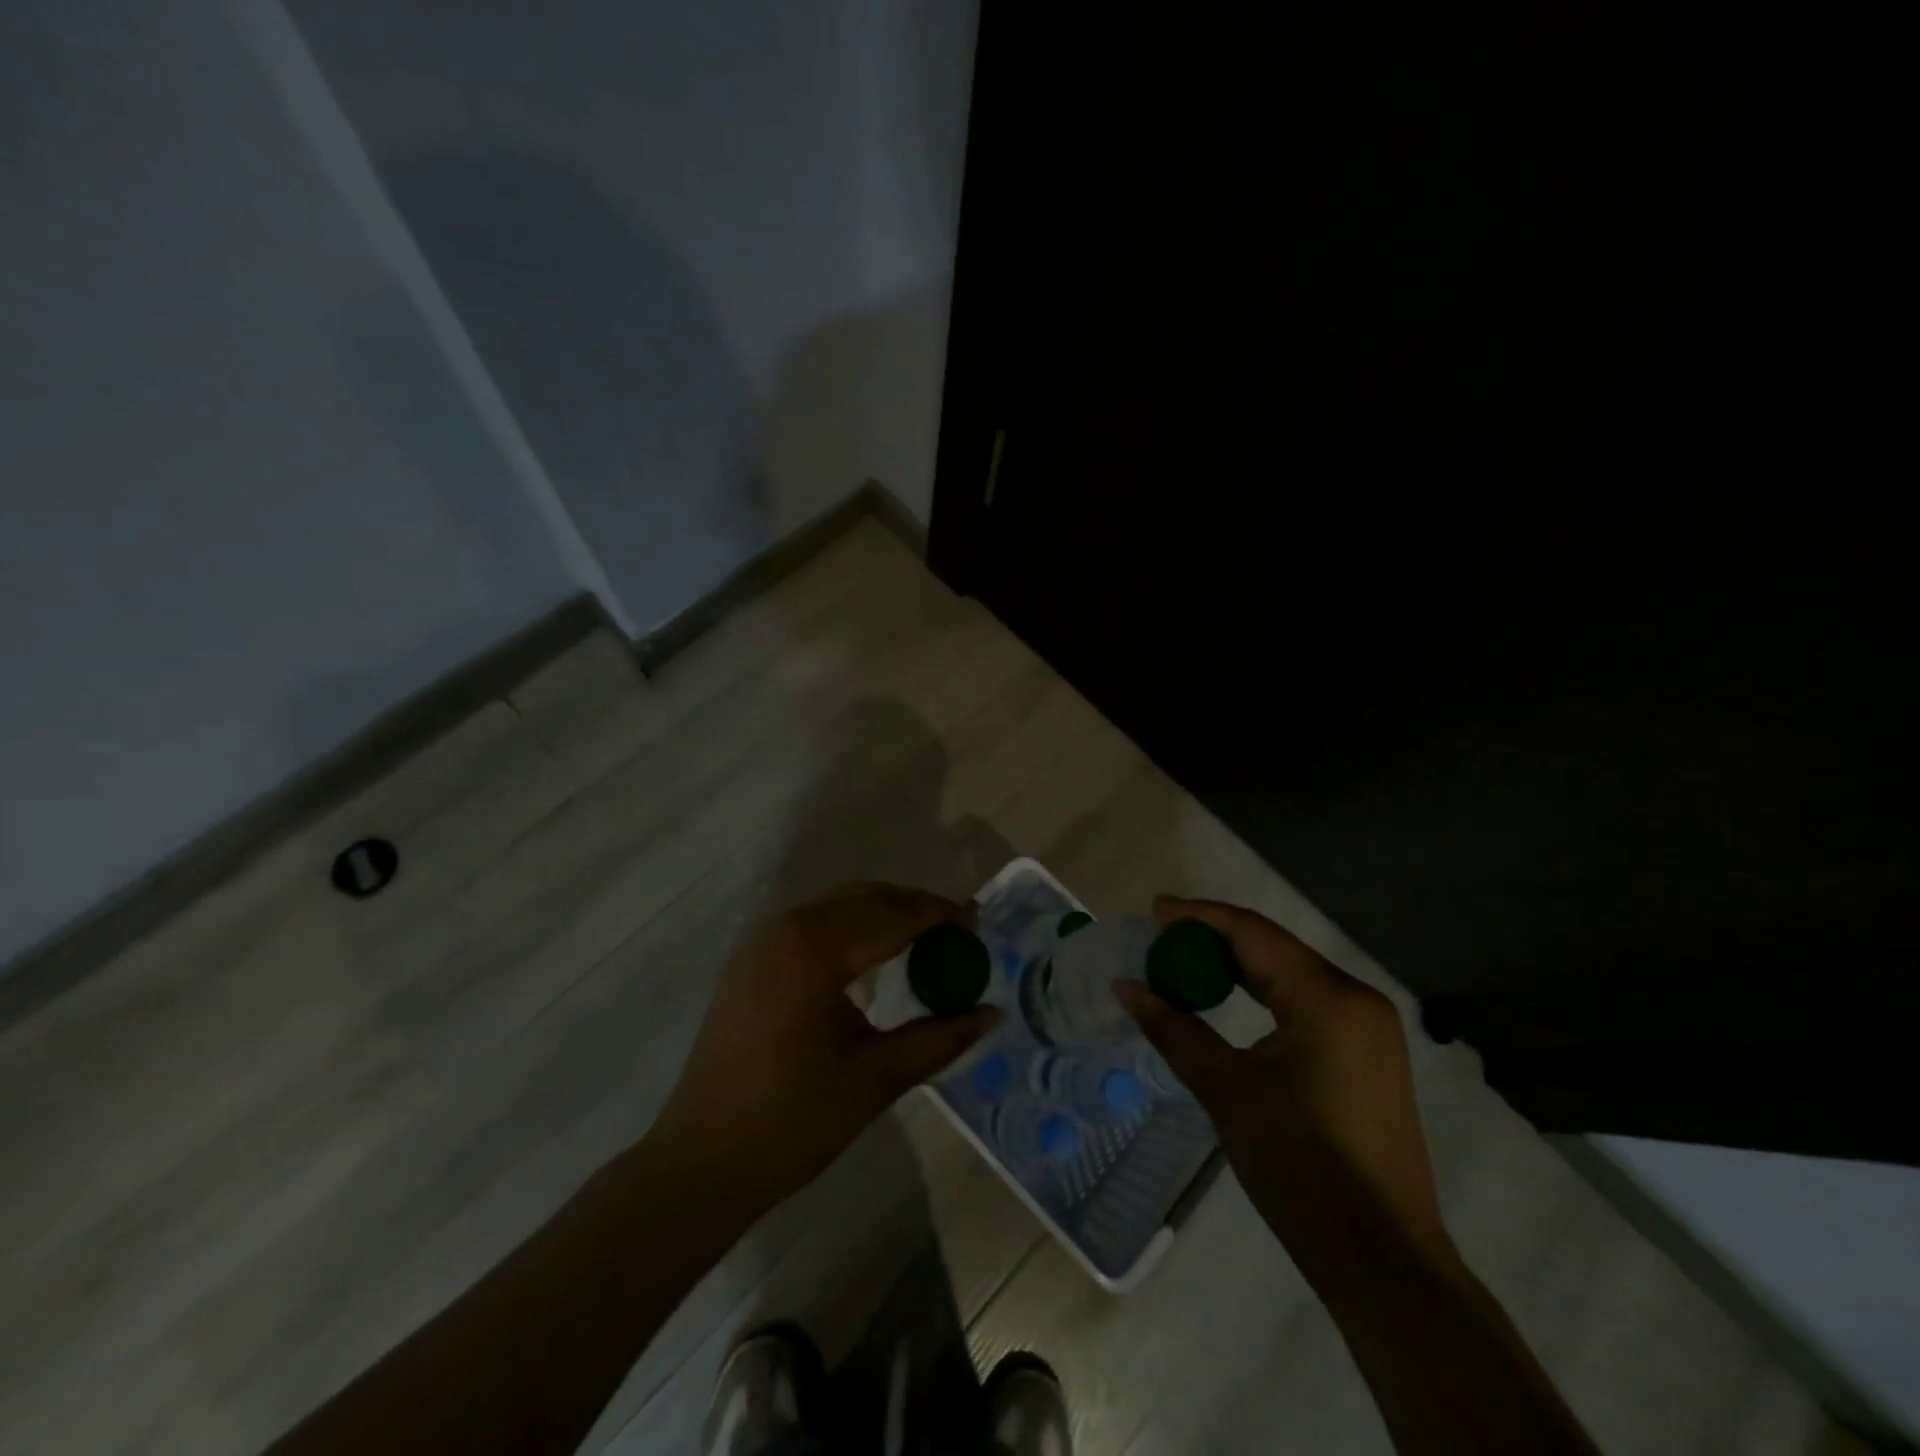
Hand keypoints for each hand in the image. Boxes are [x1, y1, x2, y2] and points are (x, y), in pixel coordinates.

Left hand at [651, 883, 1000, 1219]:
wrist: (700, 1163)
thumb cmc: (792, 1122)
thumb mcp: (876, 1079)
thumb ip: (939, 1039)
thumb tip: (992, 1013)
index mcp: (814, 950)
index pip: (892, 916)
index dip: (939, 915)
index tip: (977, 923)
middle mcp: (786, 928)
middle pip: (864, 898)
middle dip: (913, 908)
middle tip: (955, 931)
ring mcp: (762, 942)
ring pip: (837, 907)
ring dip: (882, 914)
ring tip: (923, 941)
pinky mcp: (750, 960)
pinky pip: (813, 925)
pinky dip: (851, 929)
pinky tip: (871, 959)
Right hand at [1116, 895, 1449, 1280]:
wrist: (1381, 1260)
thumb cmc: (1299, 1165)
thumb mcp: (1226, 1089)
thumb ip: (1174, 1028)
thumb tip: (1126, 987)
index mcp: (1328, 997)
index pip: (1252, 933)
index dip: (1199, 917)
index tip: (1154, 911)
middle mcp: (1356, 998)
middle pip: (1273, 948)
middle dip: (1215, 940)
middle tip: (1161, 939)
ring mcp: (1369, 1028)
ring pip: (1290, 974)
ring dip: (1237, 967)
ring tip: (1185, 965)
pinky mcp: (1367, 1055)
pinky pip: (1306, 1002)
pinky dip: (1262, 994)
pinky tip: (1230, 1000)